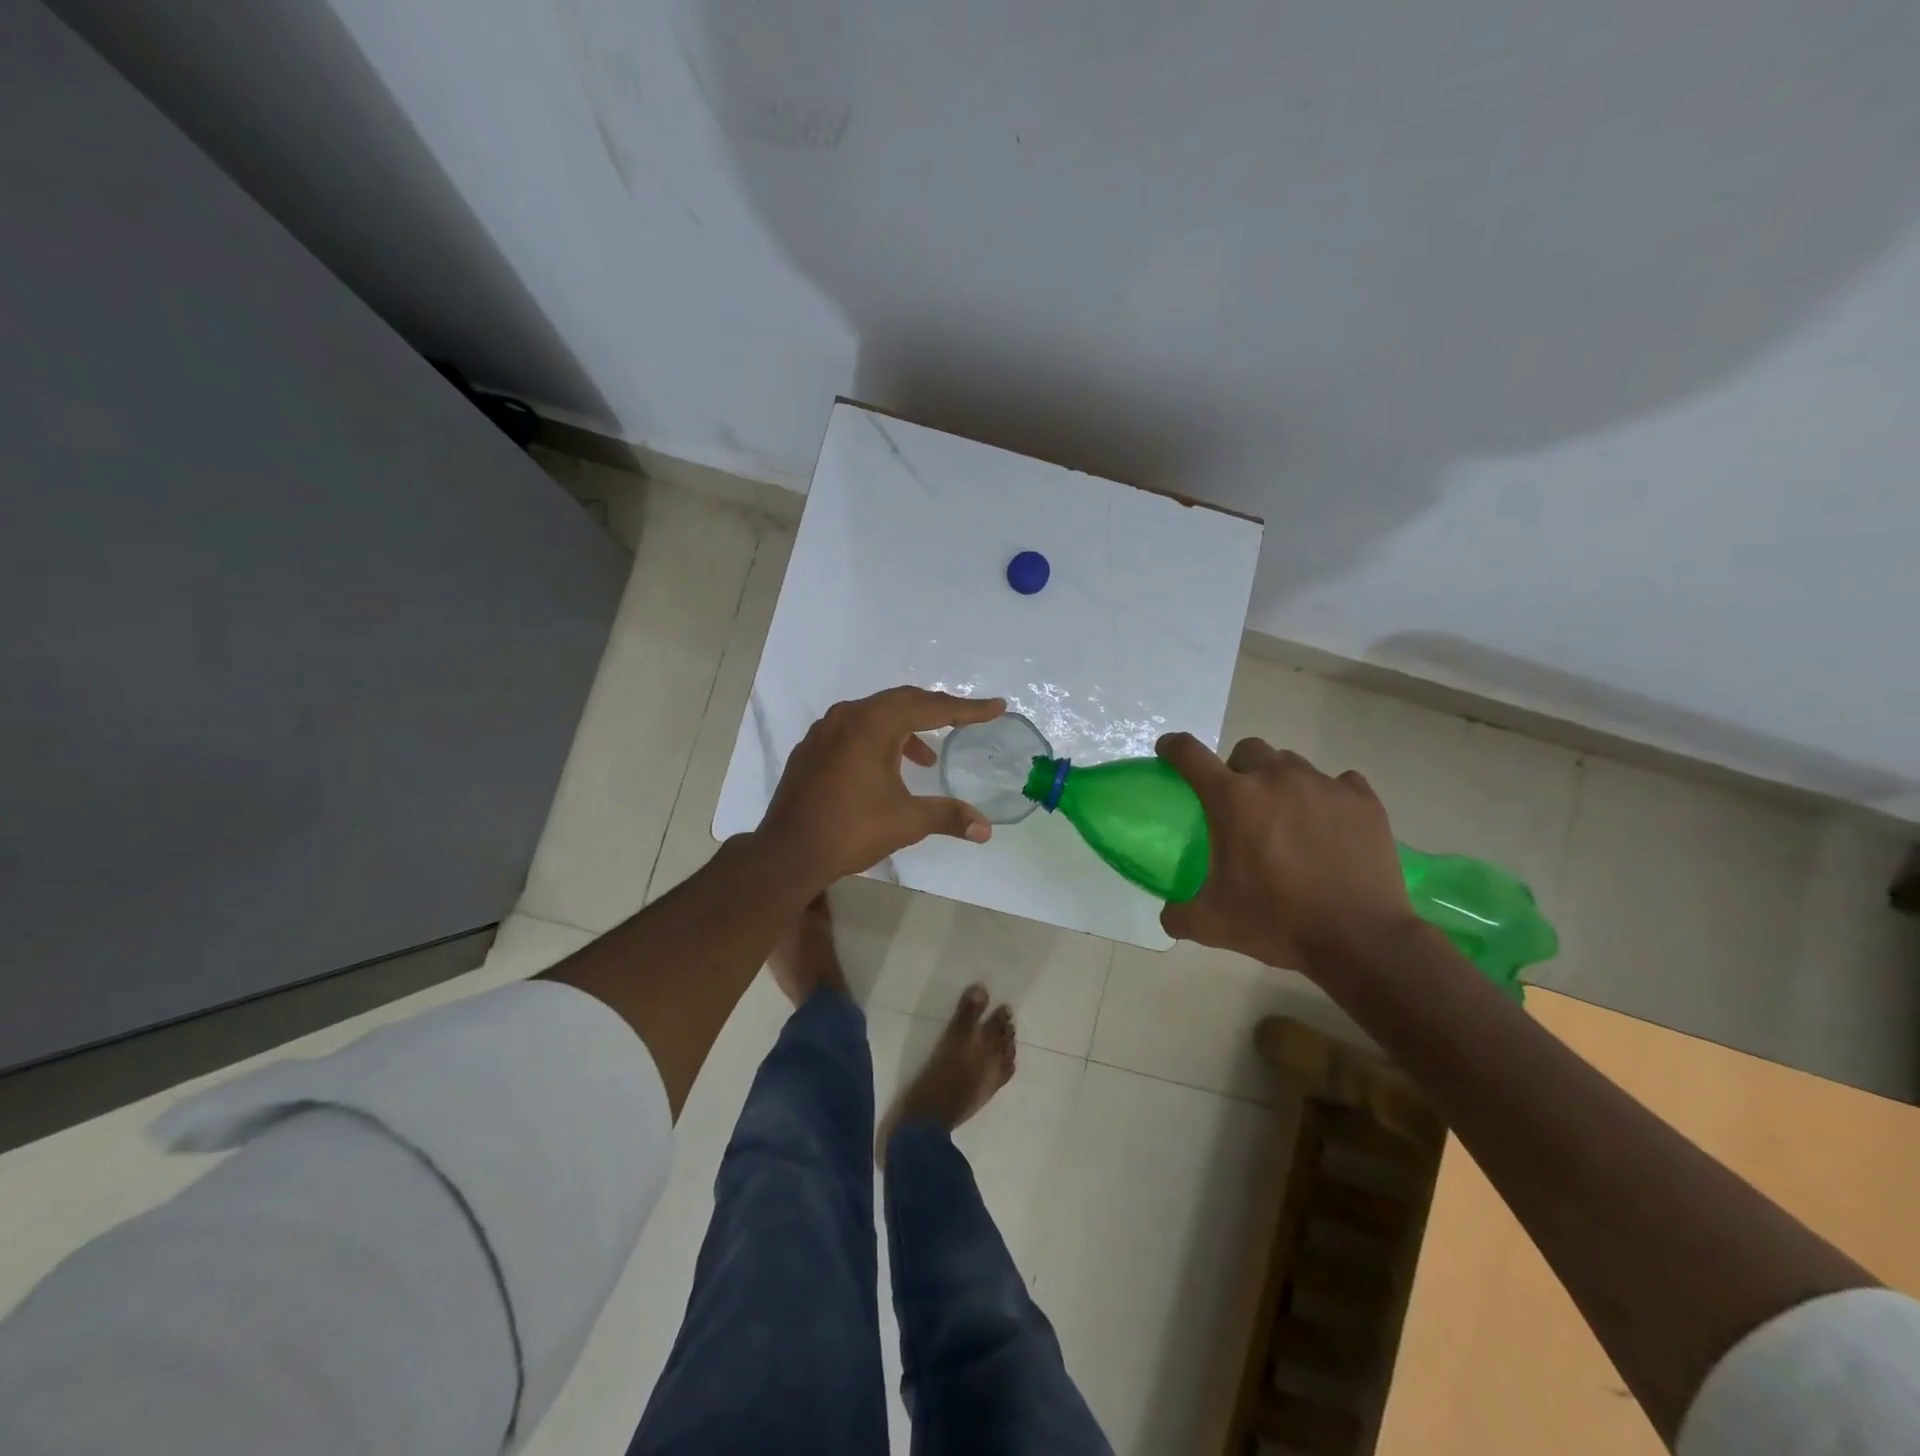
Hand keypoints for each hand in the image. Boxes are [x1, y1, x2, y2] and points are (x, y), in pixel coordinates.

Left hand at [757, 686, 1006, 890]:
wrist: (788, 852)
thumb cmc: (851, 830)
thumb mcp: (907, 822)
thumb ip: (948, 816)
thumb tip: (986, 830)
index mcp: (873, 724)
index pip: (930, 707)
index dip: (967, 709)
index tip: (996, 707)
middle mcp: (848, 716)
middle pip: (903, 701)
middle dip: (937, 710)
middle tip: (966, 721)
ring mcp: (825, 730)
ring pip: (876, 714)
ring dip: (907, 728)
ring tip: (927, 758)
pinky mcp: (812, 748)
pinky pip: (855, 728)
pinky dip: (880, 738)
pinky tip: (887, 767)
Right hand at [1155, 734, 1416, 973]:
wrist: (1360, 939)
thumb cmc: (1277, 922)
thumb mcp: (1213, 925)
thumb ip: (1179, 914)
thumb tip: (1169, 914)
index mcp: (1233, 799)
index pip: (1189, 754)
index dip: (1173, 748)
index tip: (1169, 751)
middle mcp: (1276, 778)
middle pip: (1248, 750)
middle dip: (1238, 769)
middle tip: (1241, 805)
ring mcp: (1324, 785)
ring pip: (1292, 764)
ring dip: (1281, 783)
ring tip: (1288, 819)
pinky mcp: (1363, 800)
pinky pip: (1340, 783)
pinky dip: (1328, 798)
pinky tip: (1329, 827)